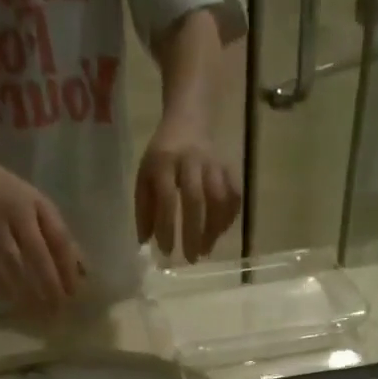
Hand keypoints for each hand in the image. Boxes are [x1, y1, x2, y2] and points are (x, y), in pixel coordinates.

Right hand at [0, 160, 84, 312]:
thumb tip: (83, 271)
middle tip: (57, 308)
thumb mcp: (41, 209)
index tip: (74, 292)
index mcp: (38, 206)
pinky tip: (8, 299)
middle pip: (36, 251)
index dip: (67, 266)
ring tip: (36, 309)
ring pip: (11, 260)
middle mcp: (17, 214)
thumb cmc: (17, 200)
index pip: (58, 238)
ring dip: (24, 287)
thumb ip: (59, 237)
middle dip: (48, 282)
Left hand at [135, 123, 239, 262]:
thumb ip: (143, 207)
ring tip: (206, 250)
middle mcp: (190, 161)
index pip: (167, 198)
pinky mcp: (228, 167)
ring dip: (214, 228)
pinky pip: (234, 195)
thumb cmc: (162, 156)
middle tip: (191, 259)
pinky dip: (228, 217)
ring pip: (218, 198)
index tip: (166, 252)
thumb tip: (145, 241)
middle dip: (194, 233)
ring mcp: (213, 163)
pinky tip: (220, 233)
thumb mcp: (144, 175)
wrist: (188, 120)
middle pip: (195, 200)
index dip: (167, 227)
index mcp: (164, 162)